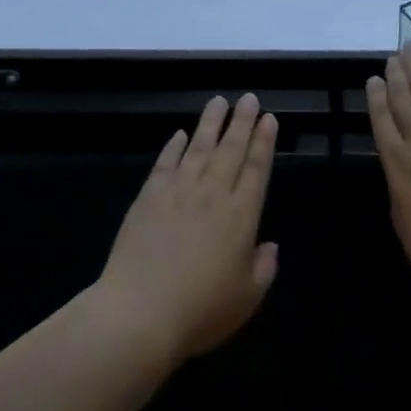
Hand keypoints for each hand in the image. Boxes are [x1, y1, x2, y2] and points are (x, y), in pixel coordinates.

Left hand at [96, 93, 279, 359]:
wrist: (140, 312)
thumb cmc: (201, 310)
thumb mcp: (247, 298)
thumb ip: (263, 268)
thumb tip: (270, 246)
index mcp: (241, 216)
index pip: (257, 169)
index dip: (264, 142)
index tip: (268, 118)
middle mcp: (212, 195)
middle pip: (230, 150)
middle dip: (241, 122)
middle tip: (248, 98)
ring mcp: (177, 193)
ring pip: (198, 148)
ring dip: (209, 124)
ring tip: (219, 102)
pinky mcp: (148, 199)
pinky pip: (164, 164)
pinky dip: (173, 147)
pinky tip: (179, 134)